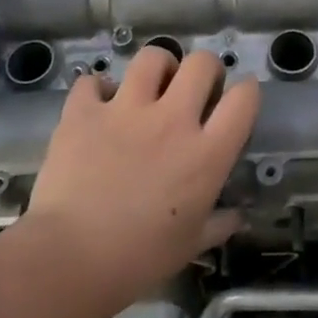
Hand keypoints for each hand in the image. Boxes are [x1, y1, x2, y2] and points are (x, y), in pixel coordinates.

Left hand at [26, 47, 258, 304]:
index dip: (247, 92)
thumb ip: (218, 224)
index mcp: (206, 154)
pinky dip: (97, 89)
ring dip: (157, 67)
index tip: (240, 98)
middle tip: (196, 88)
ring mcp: (126, 110)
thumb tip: (237, 217)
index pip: (243, 100)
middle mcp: (172, 120)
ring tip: (151, 84)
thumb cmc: (139, 259)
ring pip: (151, 58)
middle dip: (205, 69)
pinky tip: (97, 104)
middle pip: (201, 64)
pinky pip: (93, 81)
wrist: (70, 258)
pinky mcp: (85, 112)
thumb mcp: (190, 246)